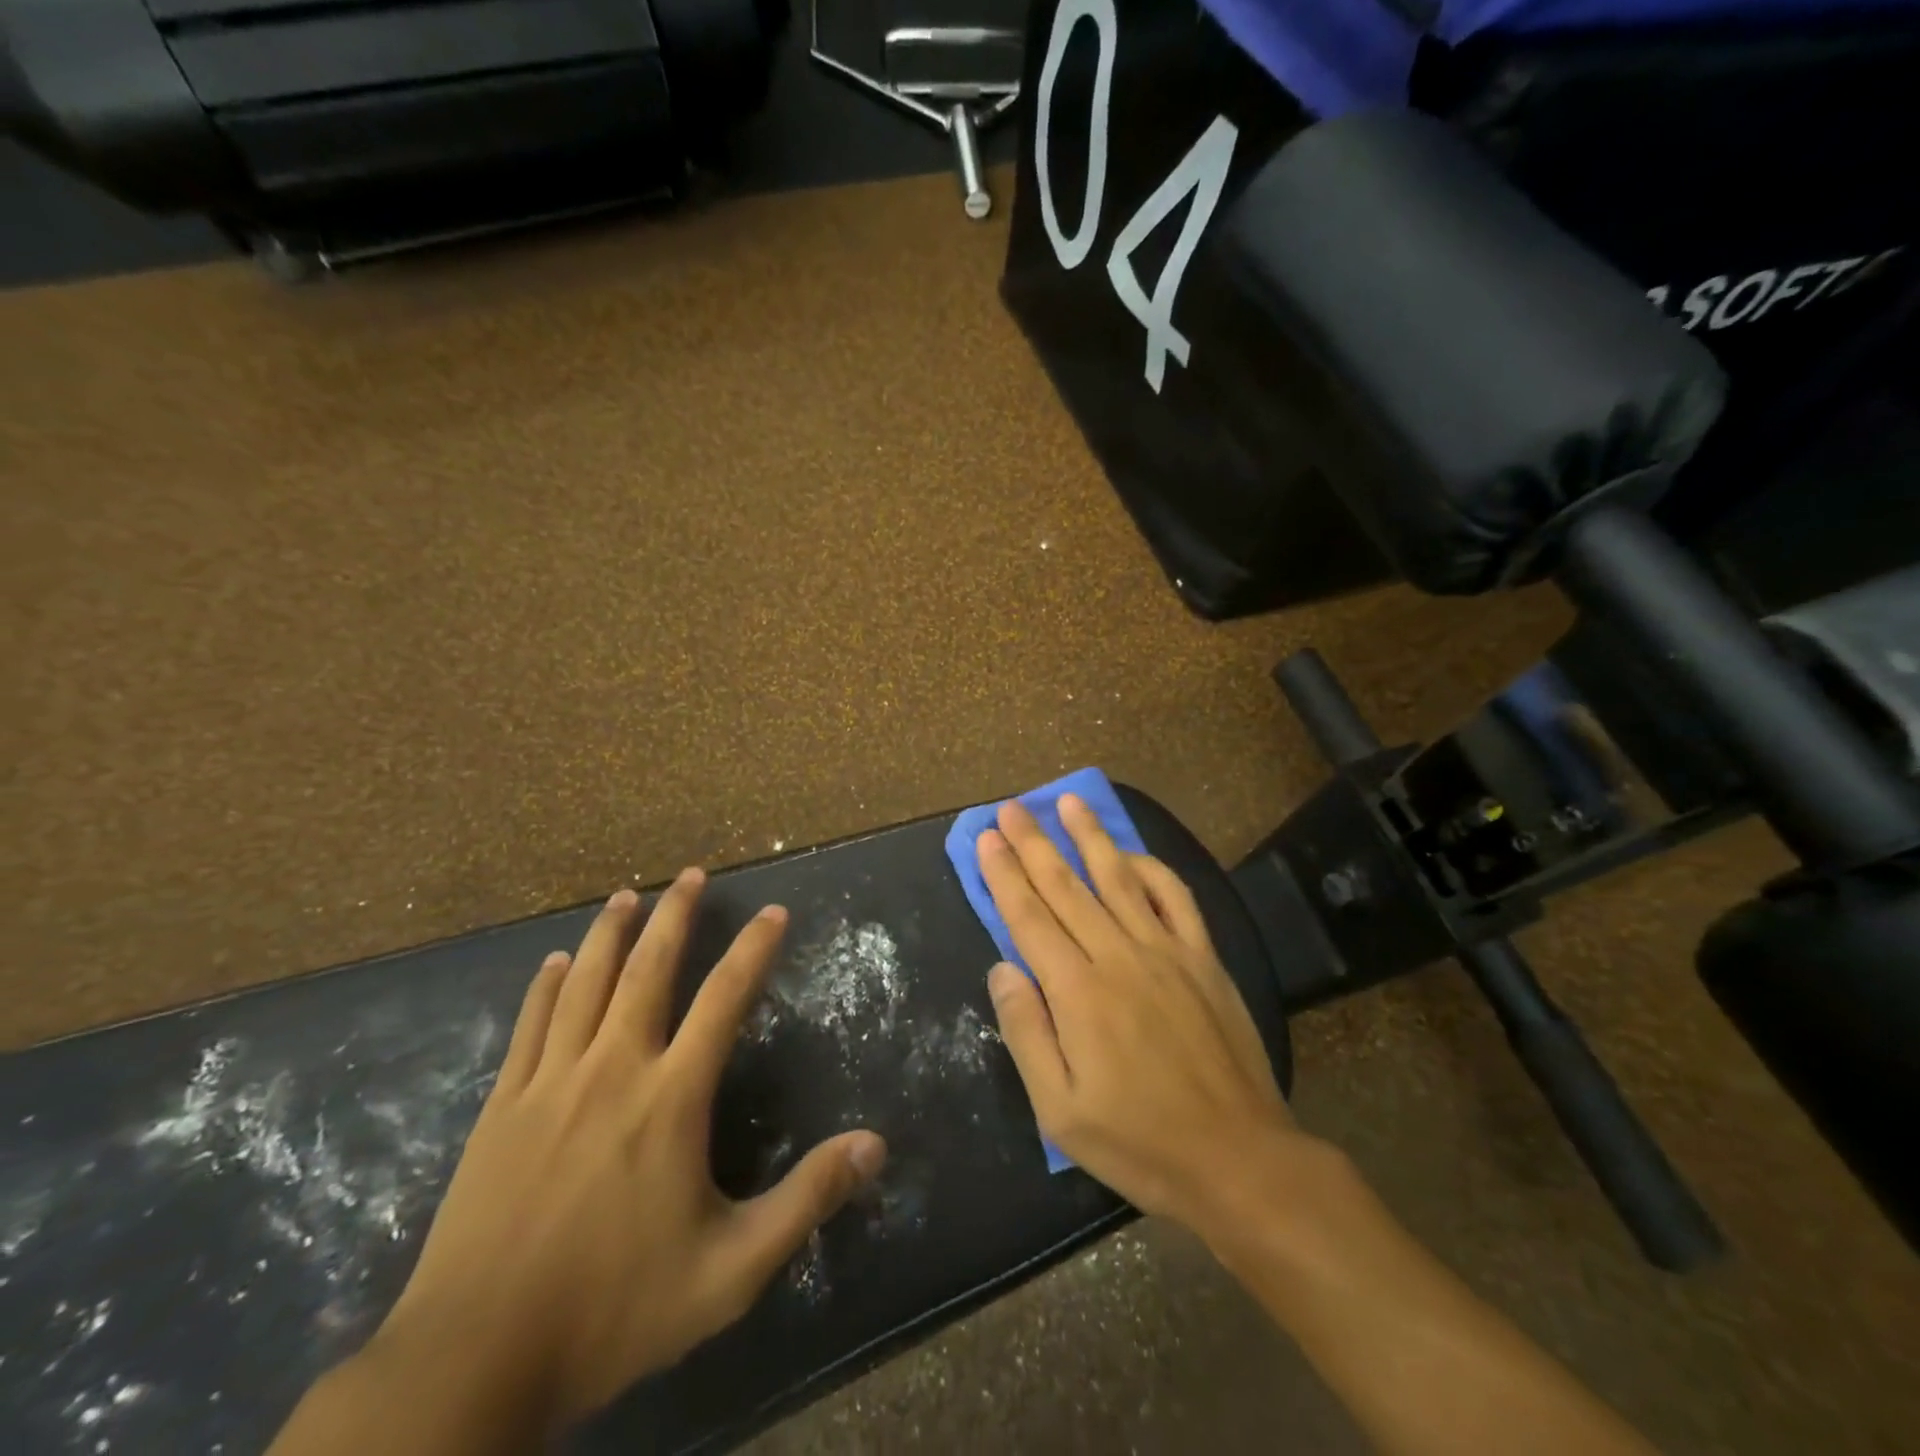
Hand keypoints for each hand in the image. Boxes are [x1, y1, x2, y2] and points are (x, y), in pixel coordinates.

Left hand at [379, 872, 886, 1428]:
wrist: (475, 1362)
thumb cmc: (614, 1309)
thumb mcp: (731, 1268)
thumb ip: (807, 1199)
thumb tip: (876, 1146)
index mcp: (670, 1097)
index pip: (724, 999)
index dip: (753, 949)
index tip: (772, 911)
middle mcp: (613, 1068)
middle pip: (648, 970)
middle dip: (674, 915)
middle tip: (691, 873)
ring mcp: (551, 1083)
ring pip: (584, 984)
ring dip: (609, 934)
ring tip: (627, 895)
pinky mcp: (503, 1108)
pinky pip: (529, 1026)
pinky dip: (545, 987)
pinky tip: (552, 962)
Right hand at [979, 796, 1298, 1225]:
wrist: (1239, 1159)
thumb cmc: (1140, 1142)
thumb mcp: (1060, 1109)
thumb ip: (1026, 1032)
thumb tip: (1002, 967)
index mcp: (1078, 992)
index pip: (1029, 917)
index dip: (1004, 874)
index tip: (987, 838)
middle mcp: (1118, 956)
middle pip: (1066, 887)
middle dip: (1034, 844)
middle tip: (1011, 808)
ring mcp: (1166, 952)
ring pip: (1118, 879)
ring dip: (1090, 837)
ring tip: (1069, 801)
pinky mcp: (1203, 958)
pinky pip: (1176, 898)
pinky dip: (1152, 869)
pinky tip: (1132, 853)